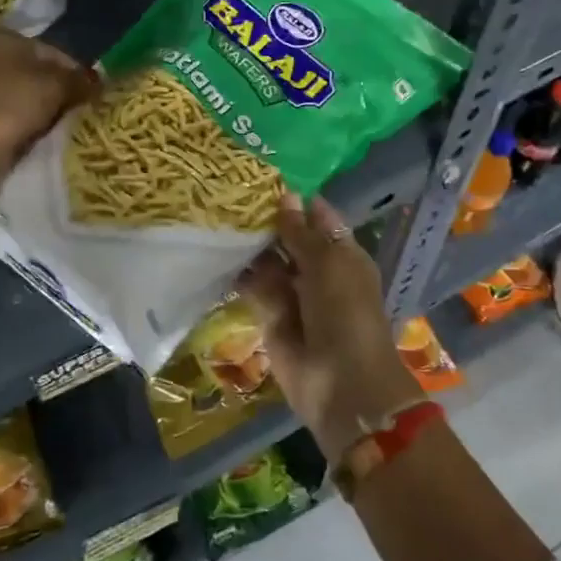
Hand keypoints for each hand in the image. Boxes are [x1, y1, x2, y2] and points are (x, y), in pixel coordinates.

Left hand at [0, 30, 96, 194]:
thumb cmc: (15, 105)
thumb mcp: (57, 86)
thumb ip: (79, 80)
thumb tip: (95, 83)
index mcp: (4, 38)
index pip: (55, 53)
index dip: (77, 74)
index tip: (92, 96)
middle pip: (37, 72)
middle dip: (59, 91)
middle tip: (79, 112)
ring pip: (23, 93)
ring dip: (42, 108)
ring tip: (60, 127)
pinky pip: (7, 111)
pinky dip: (23, 120)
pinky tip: (35, 135)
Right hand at [238, 194, 417, 461]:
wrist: (340, 384)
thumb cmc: (345, 314)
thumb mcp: (327, 264)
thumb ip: (301, 233)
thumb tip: (286, 196)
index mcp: (342, 253)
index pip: (317, 217)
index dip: (294, 199)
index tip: (260, 176)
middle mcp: (317, 269)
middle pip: (288, 238)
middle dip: (265, 220)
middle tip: (227, 192)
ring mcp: (293, 294)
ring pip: (268, 262)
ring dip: (248, 245)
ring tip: (216, 215)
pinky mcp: (270, 316)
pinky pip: (252, 288)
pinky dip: (237, 274)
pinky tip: (214, 251)